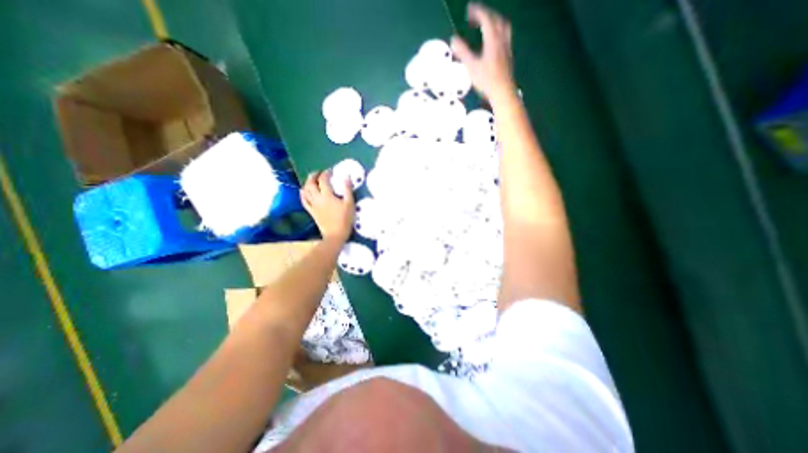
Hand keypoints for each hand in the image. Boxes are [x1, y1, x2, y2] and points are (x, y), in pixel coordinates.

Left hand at [299, 170, 354, 243]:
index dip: (326, 173)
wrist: (335, 235)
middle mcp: (317, 198)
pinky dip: (302, 194)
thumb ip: (348, 189)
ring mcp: (313, 205)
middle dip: (313, 176)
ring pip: (305, 191)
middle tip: (319, 173)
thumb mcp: (350, 204)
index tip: (331, 171)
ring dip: (307, 183)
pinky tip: (303, 191)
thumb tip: (346, 177)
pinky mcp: (311, 211)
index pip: (323, 180)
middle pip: (311, 183)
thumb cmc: (345, 219)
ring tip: (312, 180)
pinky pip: (304, 201)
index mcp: (327, 195)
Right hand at [452, 2, 514, 100]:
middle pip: (497, 19)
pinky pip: (505, 37)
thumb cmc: (486, 81)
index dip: (477, 11)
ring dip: (494, 22)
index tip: (469, 9)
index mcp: (492, 40)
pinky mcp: (508, 56)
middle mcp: (502, 40)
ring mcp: (507, 48)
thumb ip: (463, 52)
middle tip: (475, 17)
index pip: (486, 18)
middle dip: (486, 14)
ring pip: (503, 27)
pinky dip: (498, 33)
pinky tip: (493, 41)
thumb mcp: (471, 67)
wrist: (502, 92)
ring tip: (486, 26)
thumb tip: (453, 39)